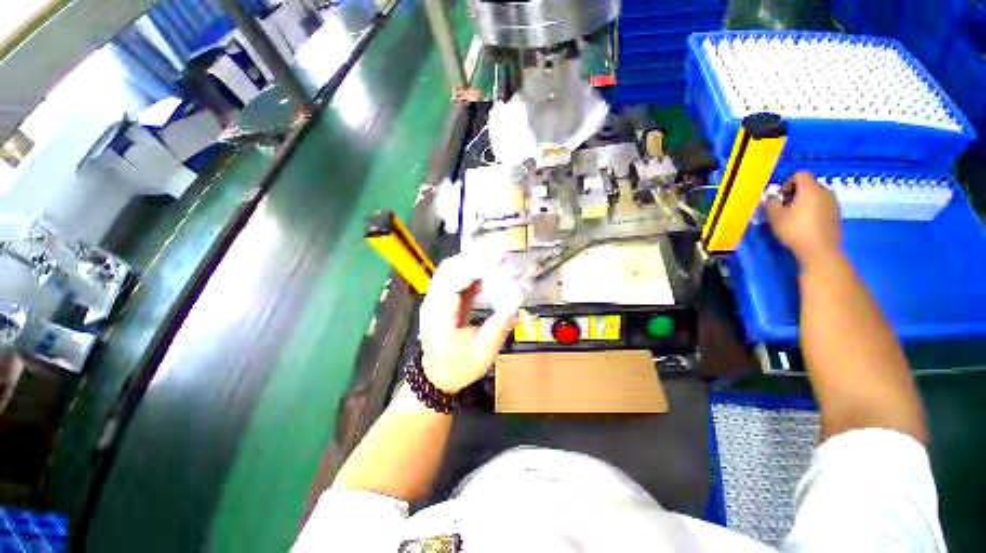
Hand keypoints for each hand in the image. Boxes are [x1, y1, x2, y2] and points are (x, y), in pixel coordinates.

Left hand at [418, 254, 518, 393]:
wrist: (436, 377)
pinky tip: (489, 270)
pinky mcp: (444, 300)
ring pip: (451, 270)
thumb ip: (498, 330)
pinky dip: (473, 271)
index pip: (452, 281)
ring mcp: (436, 299)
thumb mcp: (481, 355)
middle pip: (449, 268)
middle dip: (474, 256)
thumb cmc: (457, 368)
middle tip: (500, 250)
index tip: (497, 259)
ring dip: (473, 260)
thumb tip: (515, 308)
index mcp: (439, 316)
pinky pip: (457, 279)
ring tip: (497, 255)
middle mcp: (433, 302)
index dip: (474, 267)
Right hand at [765, 172, 842, 267]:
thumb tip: (771, 197)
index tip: (780, 197)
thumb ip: (771, 203)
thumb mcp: (775, 216)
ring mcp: (833, 202)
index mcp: (810, 188)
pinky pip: (822, 204)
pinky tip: (806, 223)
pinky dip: (813, 209)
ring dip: (805, 201)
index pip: (800, 174)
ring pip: (816, 194)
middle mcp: (824, 191)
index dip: (787, 182)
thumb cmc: (795, 230)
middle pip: (809, 184)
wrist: (820, 250)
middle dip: (796, 192)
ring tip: (795, 216)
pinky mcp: (837, 214)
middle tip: (785, 207)